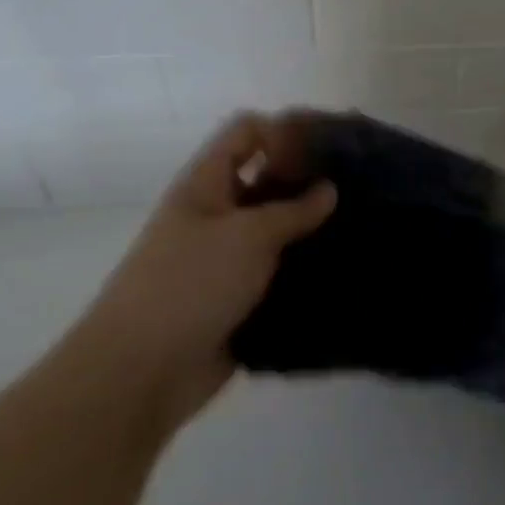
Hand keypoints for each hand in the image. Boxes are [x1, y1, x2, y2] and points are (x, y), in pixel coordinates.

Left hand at [70, 112, 335, 435]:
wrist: (140, 373)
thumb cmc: (189, 285)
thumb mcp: (247, 235)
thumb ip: (293, 209)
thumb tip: (329, 190)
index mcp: (206, 185)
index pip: (246, 133)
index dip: (283, 131)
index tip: (329, 147)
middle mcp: (217, 214)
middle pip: (266, 179)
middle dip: (308, 179)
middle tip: (359, 184)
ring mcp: (227, 258)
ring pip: (277, 228)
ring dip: (312, 227)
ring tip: (363, 223)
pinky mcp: (240, 297)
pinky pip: (279, 271)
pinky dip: (306, 268)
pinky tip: (344, 266)